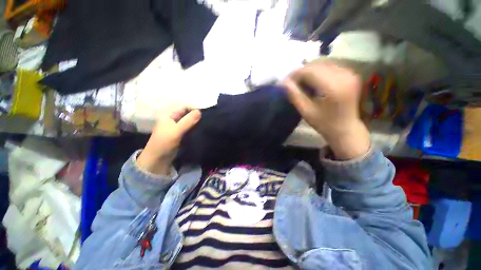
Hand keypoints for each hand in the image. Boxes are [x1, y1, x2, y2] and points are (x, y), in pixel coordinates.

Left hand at [137, 108, 200, 174]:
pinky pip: (189, 131)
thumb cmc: (164, 142)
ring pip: (189, 124)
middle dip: (196, 117)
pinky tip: (201, 131)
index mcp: (169, 117)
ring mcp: (177, 130)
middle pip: (187, 116)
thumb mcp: (176, 130)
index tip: (204, 113)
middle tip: (207, 119)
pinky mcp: (181, 137)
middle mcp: (173, 121)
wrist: (158, 160)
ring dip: (196, 124)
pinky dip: (195, 130)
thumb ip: (188, 121)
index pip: (183, 109)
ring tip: (206, 125)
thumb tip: (199, 111)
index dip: (193, 109)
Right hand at [283, 61, 369, 159]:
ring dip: (309, 71)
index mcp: (333, 87)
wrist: (346, 129)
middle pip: (317, 65)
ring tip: (301, 82)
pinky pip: (330, 66)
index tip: (286, 82)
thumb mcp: (306, 111)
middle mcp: (344, 75)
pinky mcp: (351, 74)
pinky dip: (318, 71)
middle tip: (292, 82)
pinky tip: (313, 81)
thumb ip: (295, 95)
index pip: (309, 71)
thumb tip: (283, 82)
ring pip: (323, 64)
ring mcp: (349, 73)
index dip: (295, 74)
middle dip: (301, 72)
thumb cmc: (324, 123)